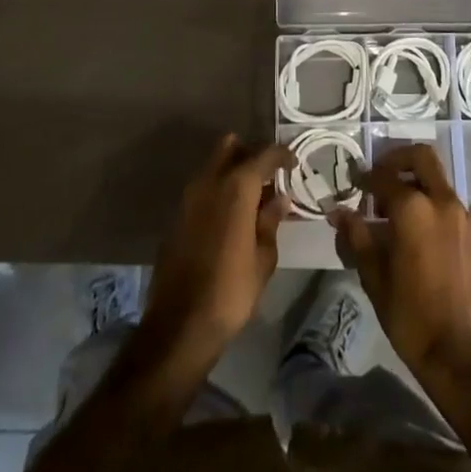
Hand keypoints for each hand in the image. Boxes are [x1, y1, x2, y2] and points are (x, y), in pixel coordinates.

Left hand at [143, 135, 291, 364]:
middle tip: (269, 175)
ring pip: (213, 165)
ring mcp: (188, 197)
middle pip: (230, 146)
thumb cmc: (232, 290)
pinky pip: (202, 188)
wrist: (180, 324)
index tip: (294, 163)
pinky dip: (218, 191)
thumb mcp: (264, 257)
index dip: (282, 155)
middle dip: (250, 153)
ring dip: (232, 171)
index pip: (264, 154)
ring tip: (253, 197)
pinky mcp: (176, 216)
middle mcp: (209, 182)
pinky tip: (231, 216)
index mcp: (236, 187)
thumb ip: (270, 220)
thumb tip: (279, 198)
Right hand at [330, 144, 470, 378]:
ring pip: (438, 182)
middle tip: (380, 178)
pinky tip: (421, 236)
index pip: (384, 177)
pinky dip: (433, 207)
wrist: (462, 354)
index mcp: (414, 209)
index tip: (354, 182)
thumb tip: (338, 212)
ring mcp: (465, 217)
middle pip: (421, 158)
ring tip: (396, 214)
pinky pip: (451, 207)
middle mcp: (442, 202)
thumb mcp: (374, 276)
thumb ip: (356, 237)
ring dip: (417, 185)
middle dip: (398, 160)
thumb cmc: (410, 316)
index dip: (365, 177)